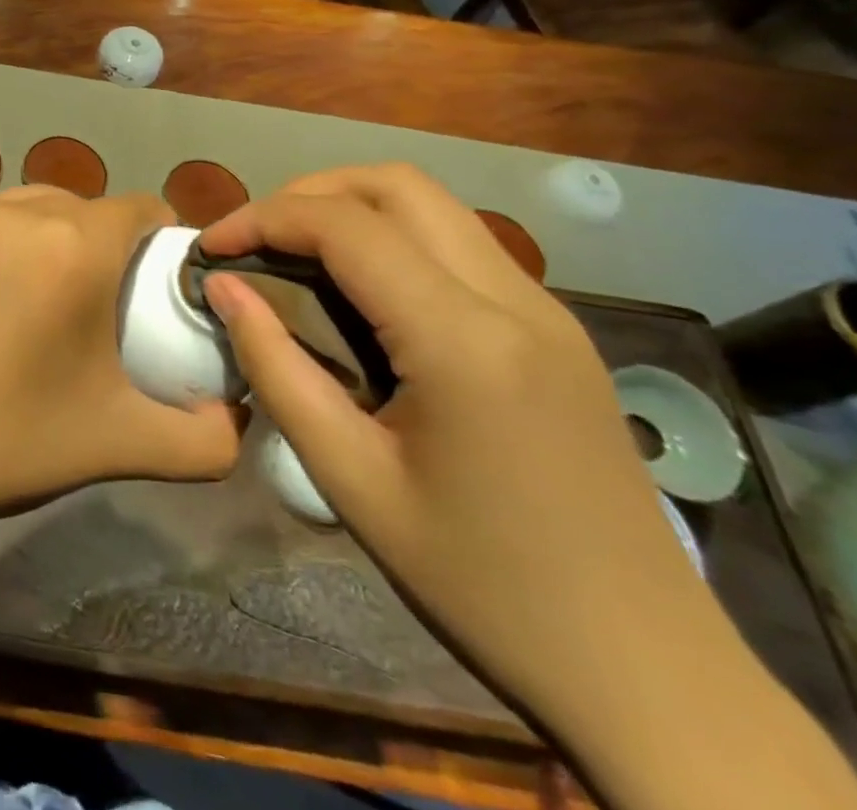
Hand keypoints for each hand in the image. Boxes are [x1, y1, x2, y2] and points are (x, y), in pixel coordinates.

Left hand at [0, 187, 244, 533]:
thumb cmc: (12, 441)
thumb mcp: (125, 444)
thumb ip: (207, 438)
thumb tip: (237, 416)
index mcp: (75, 248)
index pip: (142, 209)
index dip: (163, 242)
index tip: (161, 287)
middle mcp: (22, 213)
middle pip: (90, 208)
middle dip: (112, 244)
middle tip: (110, 303)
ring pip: (40, 205)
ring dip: (61, 235)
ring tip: (57, 295)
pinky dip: (15, 240)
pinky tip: (5, 294)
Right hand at [196, 165, 722, 736]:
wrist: (647, 672)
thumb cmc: (480, 584)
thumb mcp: (350, 480)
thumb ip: (276, 368)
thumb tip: (225, 290)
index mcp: (463, 340)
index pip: (344, 226)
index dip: (261, 218)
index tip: (210, 249)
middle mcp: (514, 300)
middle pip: (395, 184)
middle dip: (307, 193)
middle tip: (254, 241)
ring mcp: (546, 310)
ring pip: (432, 204)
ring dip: (350, 208)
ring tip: (294, 255)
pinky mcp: (557, 330)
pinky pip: (459, 244)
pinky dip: (392, 237)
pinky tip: (360, 293)